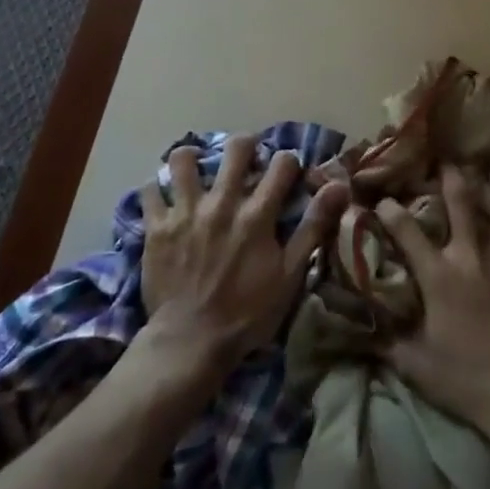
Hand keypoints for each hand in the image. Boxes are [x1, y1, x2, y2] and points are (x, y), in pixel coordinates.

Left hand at [140, 135, 346, 372]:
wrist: (191, 342)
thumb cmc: (247, 312)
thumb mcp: (290, 274)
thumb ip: (313, 226)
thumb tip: (339, 186)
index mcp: (257, 214)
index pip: (281, 164)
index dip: (288, 162)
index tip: (286, 172)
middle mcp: (222, 203)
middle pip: (236, 149)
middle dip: (245, 146)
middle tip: (244, 159)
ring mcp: (185, 212)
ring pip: (183, 160)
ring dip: (192, 158)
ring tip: (196, 168)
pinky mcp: (156, 227)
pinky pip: (150, 191)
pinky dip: (157, 189)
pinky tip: (165, 196)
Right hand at [380, 165, 489, 438]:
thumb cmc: (462, 379)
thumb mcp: (413, 364)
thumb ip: (387, 342)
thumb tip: (361, 330)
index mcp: (439, 276)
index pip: (408, 233)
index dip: (391, 212)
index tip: (383, 199)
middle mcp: (472, 259)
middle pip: (462, 206)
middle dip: (454, 180)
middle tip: (450, 162)